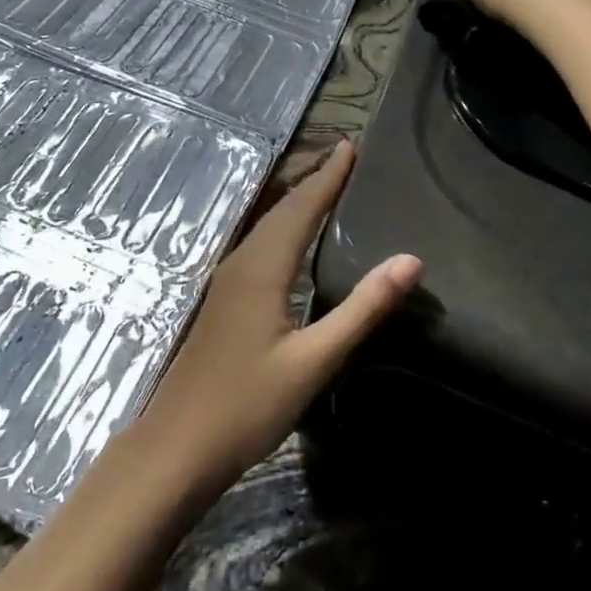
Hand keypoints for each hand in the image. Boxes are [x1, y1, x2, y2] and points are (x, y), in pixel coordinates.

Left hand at [127, 140, 419, 500]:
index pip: (303, 206)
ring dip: (298, 201)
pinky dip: (285, 226)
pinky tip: (294, 240)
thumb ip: (362, 309)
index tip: (352, 146)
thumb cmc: (249, 405)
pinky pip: (260, 245)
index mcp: (263, 266)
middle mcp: (242, 261)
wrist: (179, 444)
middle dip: (315, 180)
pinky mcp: (225, 299)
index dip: (329, 176)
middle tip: (346, 158)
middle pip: (283, 209)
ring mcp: (228, 280)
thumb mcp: (315, 361)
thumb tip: (410, 260)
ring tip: (327, 186)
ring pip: (268, 225)